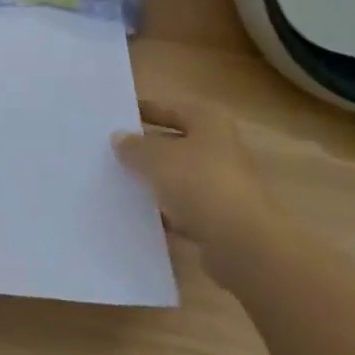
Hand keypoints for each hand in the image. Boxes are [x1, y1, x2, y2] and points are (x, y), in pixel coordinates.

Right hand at [113, 98, 279, 288]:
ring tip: (118, 185)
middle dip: (146, 150)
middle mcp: (219, 148)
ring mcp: (223, 186)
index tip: (114, 119)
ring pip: (179, 179)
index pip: (169, 108)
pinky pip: (185, 210)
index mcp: (208, 122)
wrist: (242, 245)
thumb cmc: (200, 184)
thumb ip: (134, 146)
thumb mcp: (156, 158)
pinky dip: (166, 213)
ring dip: (154, 183)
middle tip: (111, 153)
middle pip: (174, 144)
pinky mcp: (221, 220)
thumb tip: (119, 138)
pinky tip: (139, 217)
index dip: (142, 111)